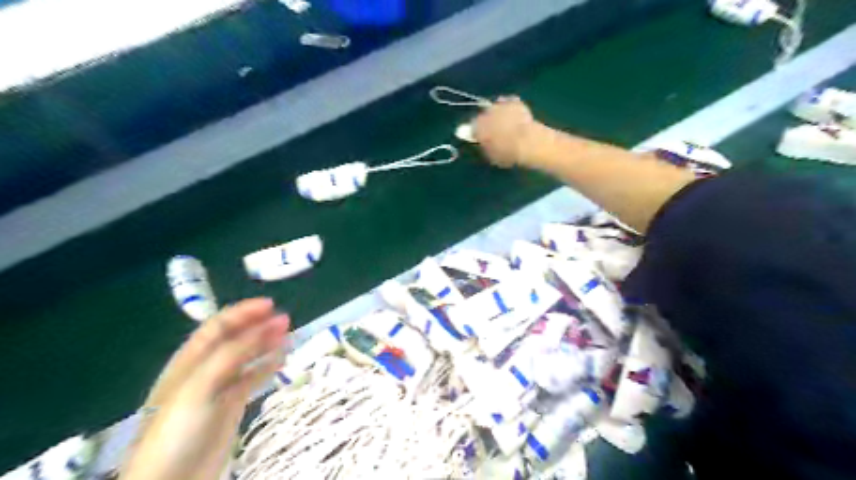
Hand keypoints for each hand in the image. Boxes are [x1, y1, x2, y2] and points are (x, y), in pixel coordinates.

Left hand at [122, 297, 289, 479]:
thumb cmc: (178, 429)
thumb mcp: (201, 386)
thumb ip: (233, 354)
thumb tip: (267, 325)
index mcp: (190, 359)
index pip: (218, 326)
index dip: (243, 312)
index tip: (271, 305)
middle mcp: (205, 369)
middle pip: (235, 338)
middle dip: (258, 325)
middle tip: (286, 320)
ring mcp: (219, 388)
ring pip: (246, 357)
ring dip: (266, 343)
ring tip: (289, 335)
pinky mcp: (231, 405)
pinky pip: (253, 378)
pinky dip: (268, 365)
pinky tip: (282, 359)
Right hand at [471, 96, 536, 168]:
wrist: (528, 142)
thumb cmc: (507, 153)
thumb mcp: (491, 156)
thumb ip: (484, 146)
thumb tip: (482, 143)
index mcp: (477, 126)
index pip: (473, 127)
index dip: (478, 133)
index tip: (483, 139)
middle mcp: (485, 112)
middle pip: (483, 115)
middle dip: (488, 122)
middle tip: (496, 131)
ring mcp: (500, 104)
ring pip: (496, 107)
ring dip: (499, 114)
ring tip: (506, 123)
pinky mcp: (515, 101)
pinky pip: (509, 103)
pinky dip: (510, 108)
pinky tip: (515, 116)